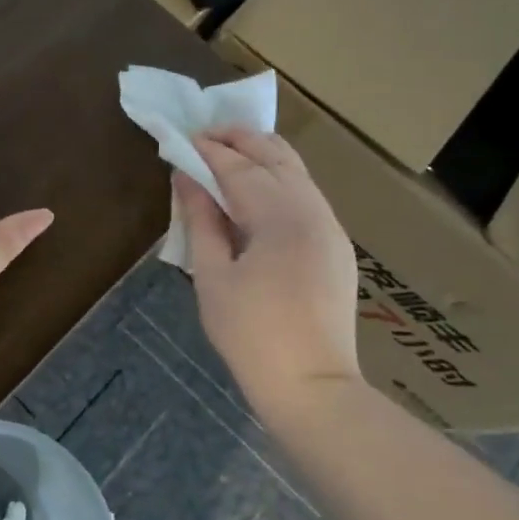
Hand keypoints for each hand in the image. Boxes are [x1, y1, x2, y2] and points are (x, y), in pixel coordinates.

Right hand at [175, 127, 361, 406]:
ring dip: (262, 155)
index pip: (239, 169)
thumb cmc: (250, 334)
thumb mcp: (212, 277)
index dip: (209, 151)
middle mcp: (313, 211)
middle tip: (205, 134)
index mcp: (280, 219)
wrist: (311, 385)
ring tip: (228, 151)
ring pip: (297, 172)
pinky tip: (257, 188)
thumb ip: (200, 220)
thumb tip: (185, 178)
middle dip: (240, 140)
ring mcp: (330, 227)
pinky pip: (306, 194)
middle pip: (277, 157)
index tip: (183, 138)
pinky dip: (279, 178)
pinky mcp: (336, 244)